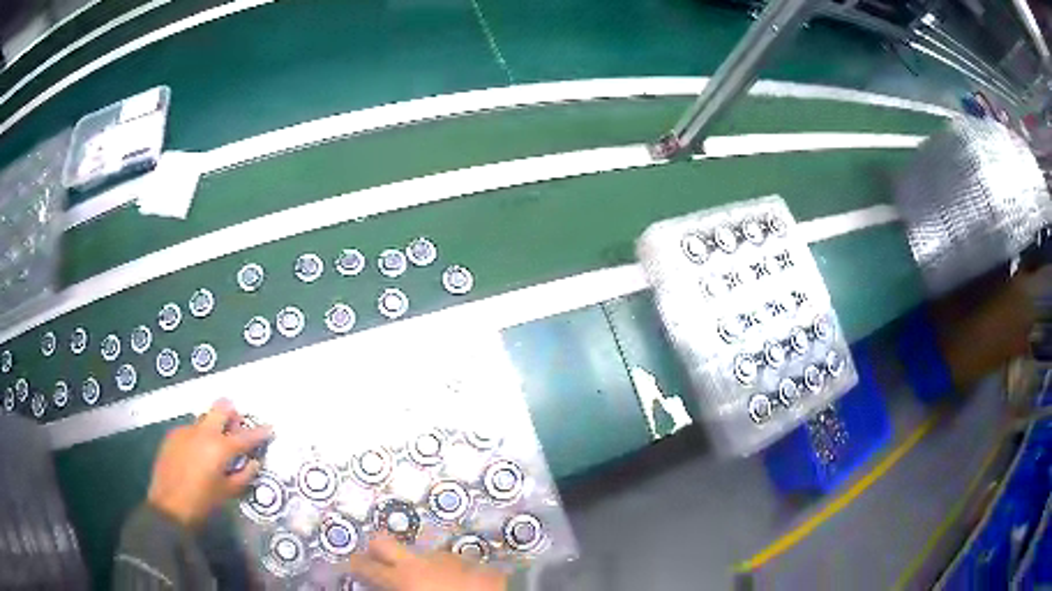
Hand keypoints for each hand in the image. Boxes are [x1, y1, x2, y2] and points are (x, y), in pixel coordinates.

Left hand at [147, 399, 271, 527]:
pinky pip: (191, 429)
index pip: (246, 436)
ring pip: (205, 418)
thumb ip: (244, 475)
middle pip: (221, 408)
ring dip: (214, 425)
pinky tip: (197, 454)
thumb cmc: (202, 503)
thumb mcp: (227, 493)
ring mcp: (185, 430)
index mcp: (220, 447)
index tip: (270, 428)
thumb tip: (253, 462)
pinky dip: (199, 436)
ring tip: (216, 445)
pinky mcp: (172, 435)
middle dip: (232, 414)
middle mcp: (203, 431)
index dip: (260, 432)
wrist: (168, 506)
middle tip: (237, 428)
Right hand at [347, 534, 507, 590]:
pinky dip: (439, 570)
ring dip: (412, 563)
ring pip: (416, 552)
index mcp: (403, 578)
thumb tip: (387, 584)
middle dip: (373, 549)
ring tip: (422, 581)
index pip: (366, 567)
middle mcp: (418, 562)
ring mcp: (444, 557)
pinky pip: (443, 561)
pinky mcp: (466, 560)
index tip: (348, 565)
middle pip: (382, 542)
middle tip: (373, 561)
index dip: (354, 565)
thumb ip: (397, 587)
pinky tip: (449, 584)